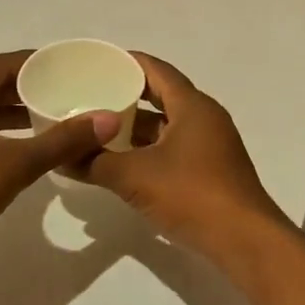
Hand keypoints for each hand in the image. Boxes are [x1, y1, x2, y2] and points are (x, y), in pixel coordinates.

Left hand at [0, 51, 119, 265]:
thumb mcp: (12, 167)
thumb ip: (60, 142)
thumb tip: (107, 120)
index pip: (5, 64)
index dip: (42, 64)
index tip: (74, 68)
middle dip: (29, 89)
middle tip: (69, 93)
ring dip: (11, 113)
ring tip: (50, 119)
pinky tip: (15, 148)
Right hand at [82, 54, 290, 266]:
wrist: (244, 242)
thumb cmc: (192, 195)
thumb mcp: (135, 177)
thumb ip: (95, 163)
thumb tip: (60, 158)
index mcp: (192, 106)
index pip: (156, 70)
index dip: (127, 62)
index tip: (96, 62)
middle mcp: (205, 119)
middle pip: (161, 97)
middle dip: (125, 97)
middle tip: (88, 97)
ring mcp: (210, 146)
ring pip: (166, 127)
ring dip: (135, 129)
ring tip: (97, 131)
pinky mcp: (210, 172)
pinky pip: (172, 149)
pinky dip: (147, 151)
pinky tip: (121, 163)